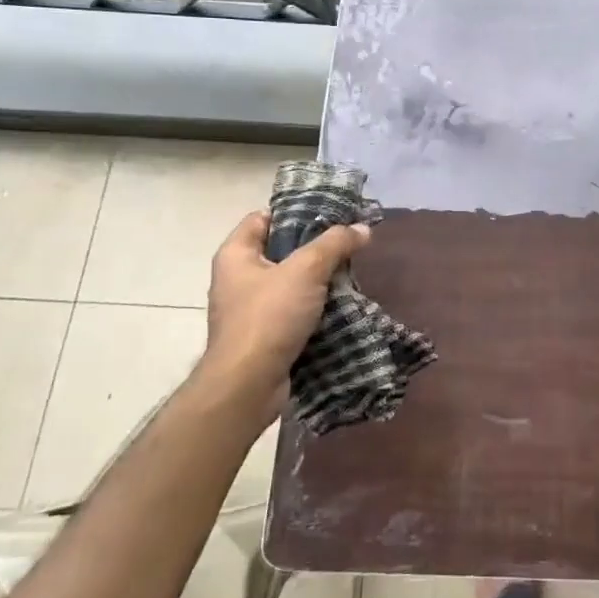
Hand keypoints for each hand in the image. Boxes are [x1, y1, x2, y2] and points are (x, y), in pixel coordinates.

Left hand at [193, 211, 369, 425]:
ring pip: (289, 283)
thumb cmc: (269, 317)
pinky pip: (291, 311)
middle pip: (279, 250)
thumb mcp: (306, 270)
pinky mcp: (262, 336)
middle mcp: (236, 278)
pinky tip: (339, 306)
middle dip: (313, 248)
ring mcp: (248, 310)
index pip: (262, 218)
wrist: (248, 384)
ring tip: (349, 274)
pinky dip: (313, 308)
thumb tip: (362, 228)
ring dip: (317, 280)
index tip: (328, 216)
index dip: (294, 213)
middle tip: (346, 245)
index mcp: (236, 254)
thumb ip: (335, 244)